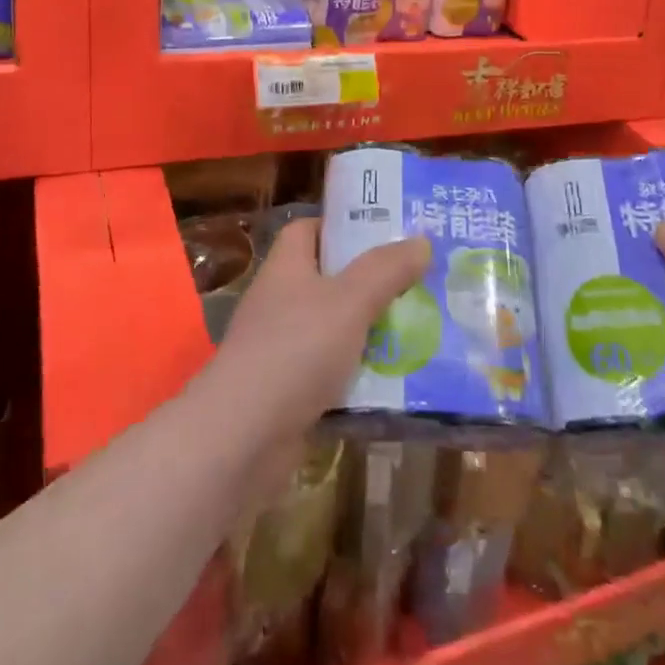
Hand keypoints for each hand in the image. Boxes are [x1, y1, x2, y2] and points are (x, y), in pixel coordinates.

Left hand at [203, 219, 430, 459]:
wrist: (243, 438)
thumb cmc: (296, 349)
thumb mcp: (350, 300)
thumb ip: (386, 270)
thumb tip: (421, 241)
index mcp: (287, 267)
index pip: (309, 229)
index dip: (343, 226)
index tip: (385, 233)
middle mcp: (281, 302)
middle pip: (329, 279)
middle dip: (372, 282)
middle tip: (419, 281)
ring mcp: (283, 349)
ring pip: (336, 329)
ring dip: (372, 332)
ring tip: (422, 329)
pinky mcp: (290, 392)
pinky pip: (334, 373)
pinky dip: (362, 376)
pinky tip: (399, 381)